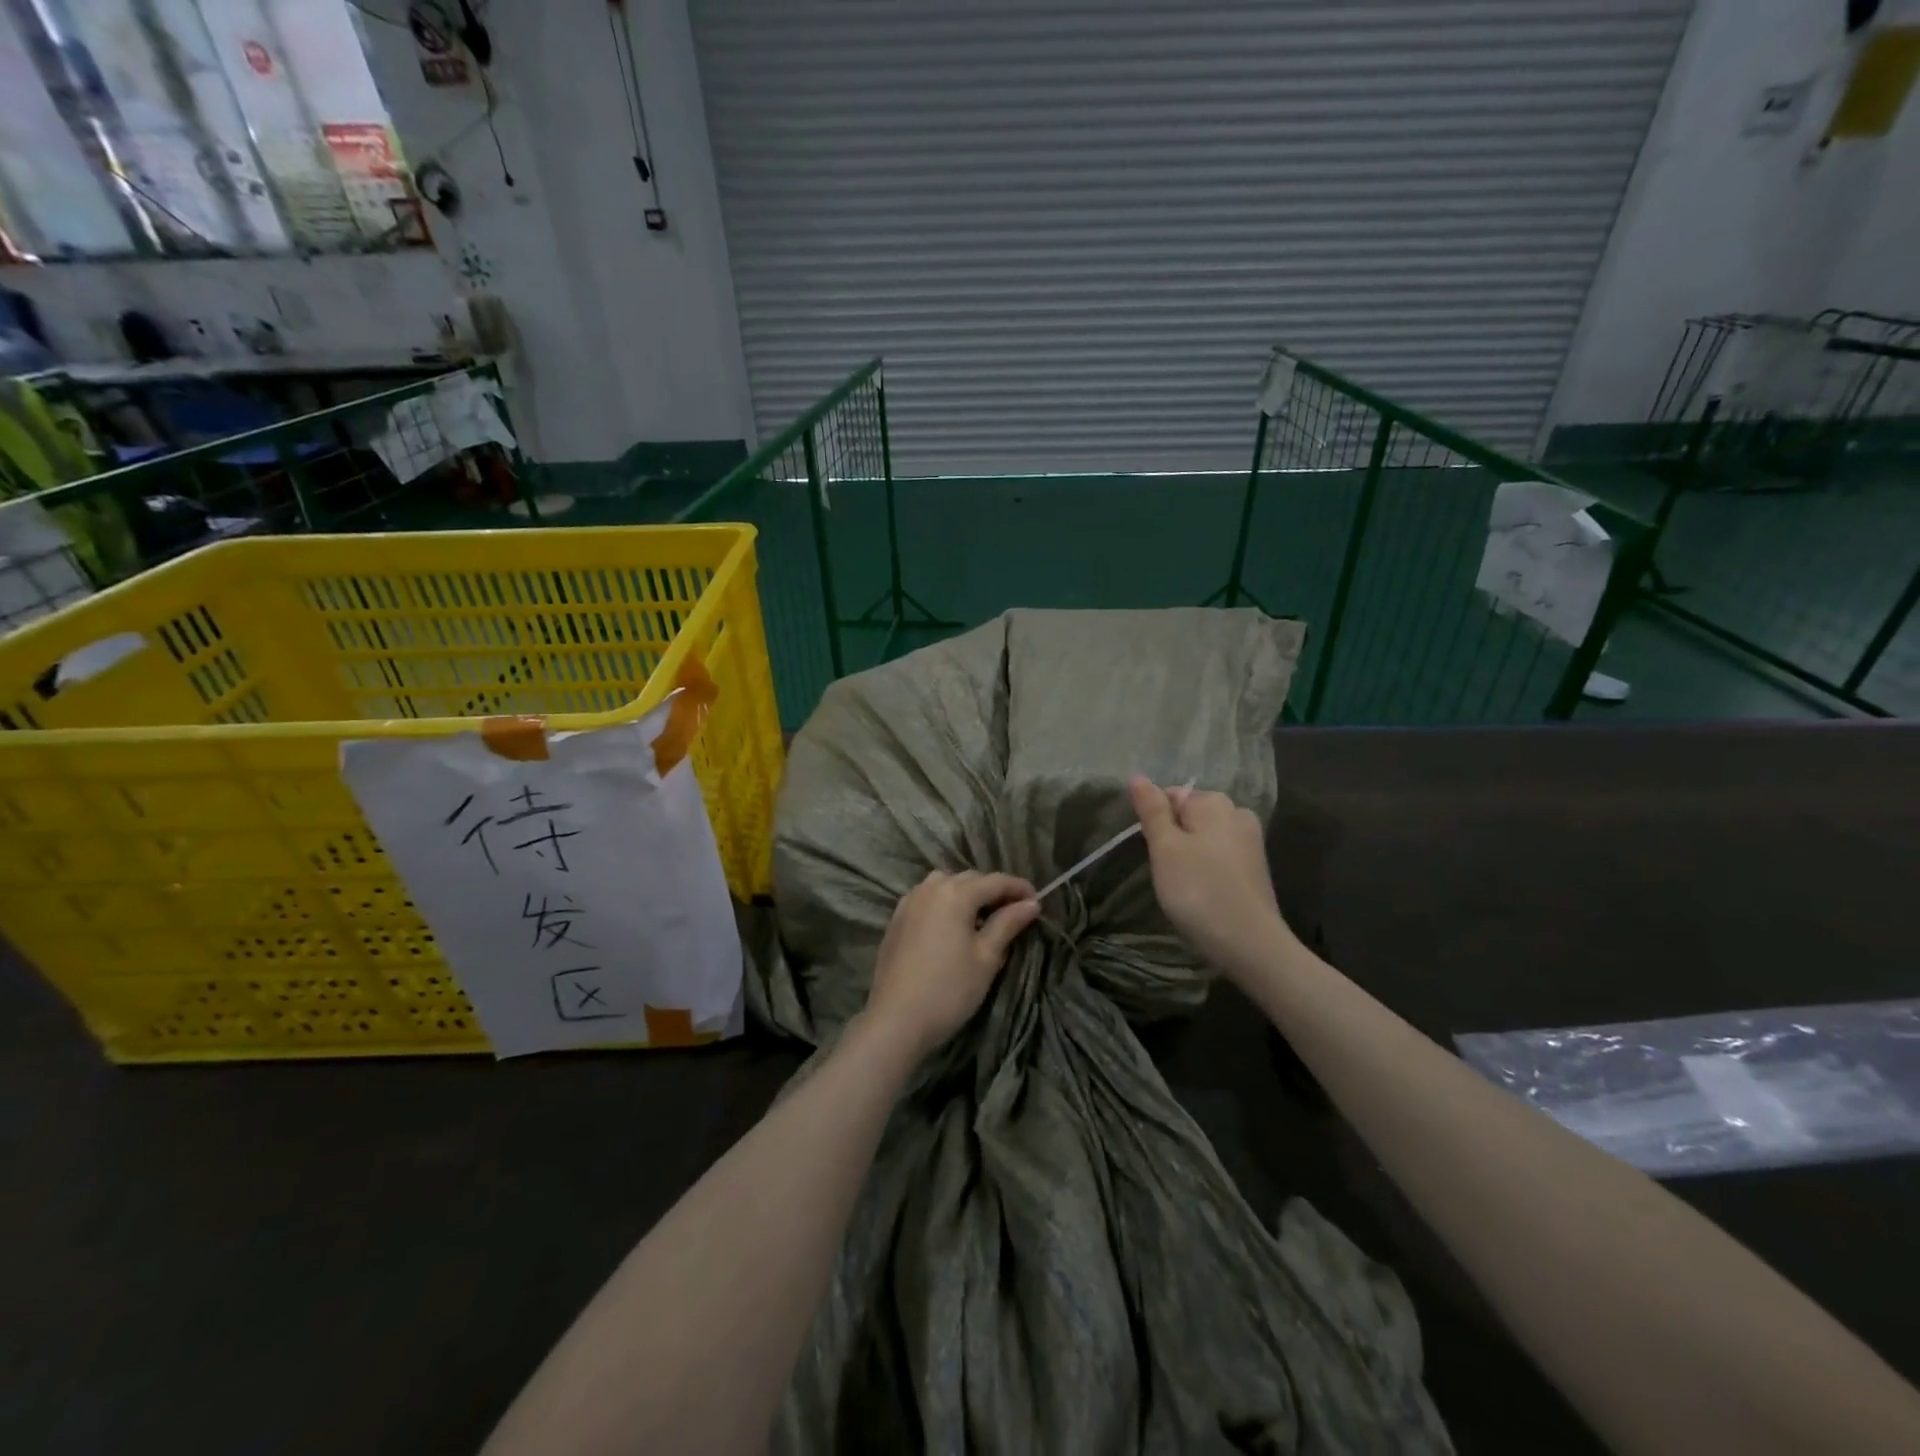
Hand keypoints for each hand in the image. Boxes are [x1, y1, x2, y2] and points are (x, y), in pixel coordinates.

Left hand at [862, 871, 1039, 1057]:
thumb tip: (1031, 903)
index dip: (1018, 888)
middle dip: (993, 890)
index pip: (994, 881)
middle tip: (1013, 912)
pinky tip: (952, 926)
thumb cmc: (949, 989)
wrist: (896, 1020)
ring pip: (945, 885)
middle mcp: (930, 888)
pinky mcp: (896, 919)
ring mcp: (909, 902)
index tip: (1037, 901)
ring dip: (967, 894)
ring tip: (982, 918)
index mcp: (955, 893)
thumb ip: (1008, 924)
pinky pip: (927, 899)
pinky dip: (945, 903)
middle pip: (969, 879)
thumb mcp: (986, 957)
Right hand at [1129, 776, 1291, 980]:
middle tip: (1164, 871)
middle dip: (1173, 838)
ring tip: (1181, 885)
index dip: (1154, 823)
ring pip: (1205, 838)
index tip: (1151, 852)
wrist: (1250, 944)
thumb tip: (1138, 776)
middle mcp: (1237, 813)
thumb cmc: (1199, 890)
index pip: (1171, 797)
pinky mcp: (1255, 868)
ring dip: (1189, 855)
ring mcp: (1250, 842)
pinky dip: (1207, 869)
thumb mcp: (1166, 848)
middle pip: (1190, 816)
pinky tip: (1202, 892)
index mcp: (1214, 802)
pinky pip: (1220, 857)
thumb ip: (1152, 810)